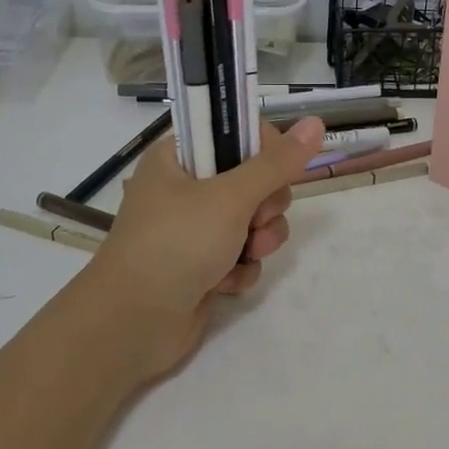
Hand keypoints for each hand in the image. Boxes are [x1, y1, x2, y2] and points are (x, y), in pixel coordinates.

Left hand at [78, 116, 325, 379]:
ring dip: (259, 239)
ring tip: (246, 255)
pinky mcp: (203, 265)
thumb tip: (315, 122)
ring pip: (254, 220)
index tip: (278, 169)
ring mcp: (194, 229)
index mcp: (179, 157)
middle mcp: (186, 188)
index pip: (236, 132)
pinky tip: (225, 283)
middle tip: (255, 219)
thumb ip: (277, 163)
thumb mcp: (230, 197)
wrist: (133, 325)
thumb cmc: (176, 244)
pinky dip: (241, 268)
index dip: (265, 149)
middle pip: (253, 179)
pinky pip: (242, 255)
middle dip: (265, 205)